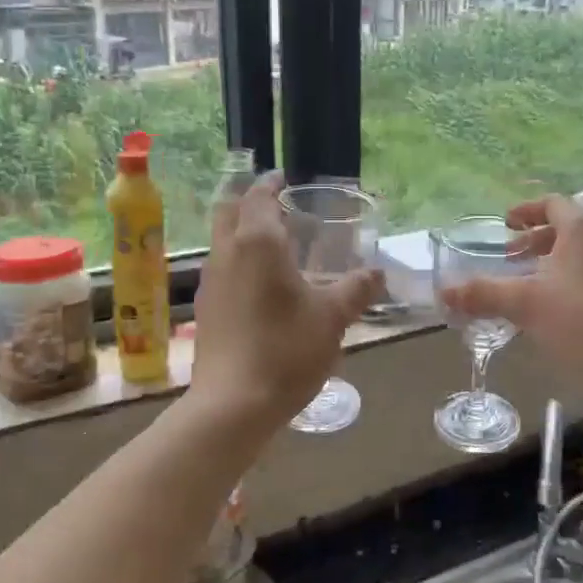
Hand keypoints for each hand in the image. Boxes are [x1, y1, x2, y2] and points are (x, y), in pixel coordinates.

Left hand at [190, 173, 382, 434]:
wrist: (232, 405)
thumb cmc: (286, 350)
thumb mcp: (333, 318)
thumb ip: (356, 289)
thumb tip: (377, 272)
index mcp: (258, 242)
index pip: (259, 197)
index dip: (270, 184)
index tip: (282, 178)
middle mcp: (227, 253)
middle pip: (229, 212)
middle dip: (249, 201)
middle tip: (276, 204)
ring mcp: (210, 282)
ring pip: (221, 241)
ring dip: (241, 230)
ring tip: (272, 241)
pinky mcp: (205, 310)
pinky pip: (221, 268)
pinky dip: (237, 260)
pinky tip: (259, 283)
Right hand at [439, 195, 582, 401]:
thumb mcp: (526, 304)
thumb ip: (483, 294)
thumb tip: (444, 292)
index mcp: (581, 227)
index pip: (552, 204)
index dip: (526, 211)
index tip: (505, 224)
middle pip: (566, 229)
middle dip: (535, 241)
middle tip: (510, 256)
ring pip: (579, 256)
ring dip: (550, 265)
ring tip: (526, 286)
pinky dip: (566, 285)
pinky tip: (551, 313)